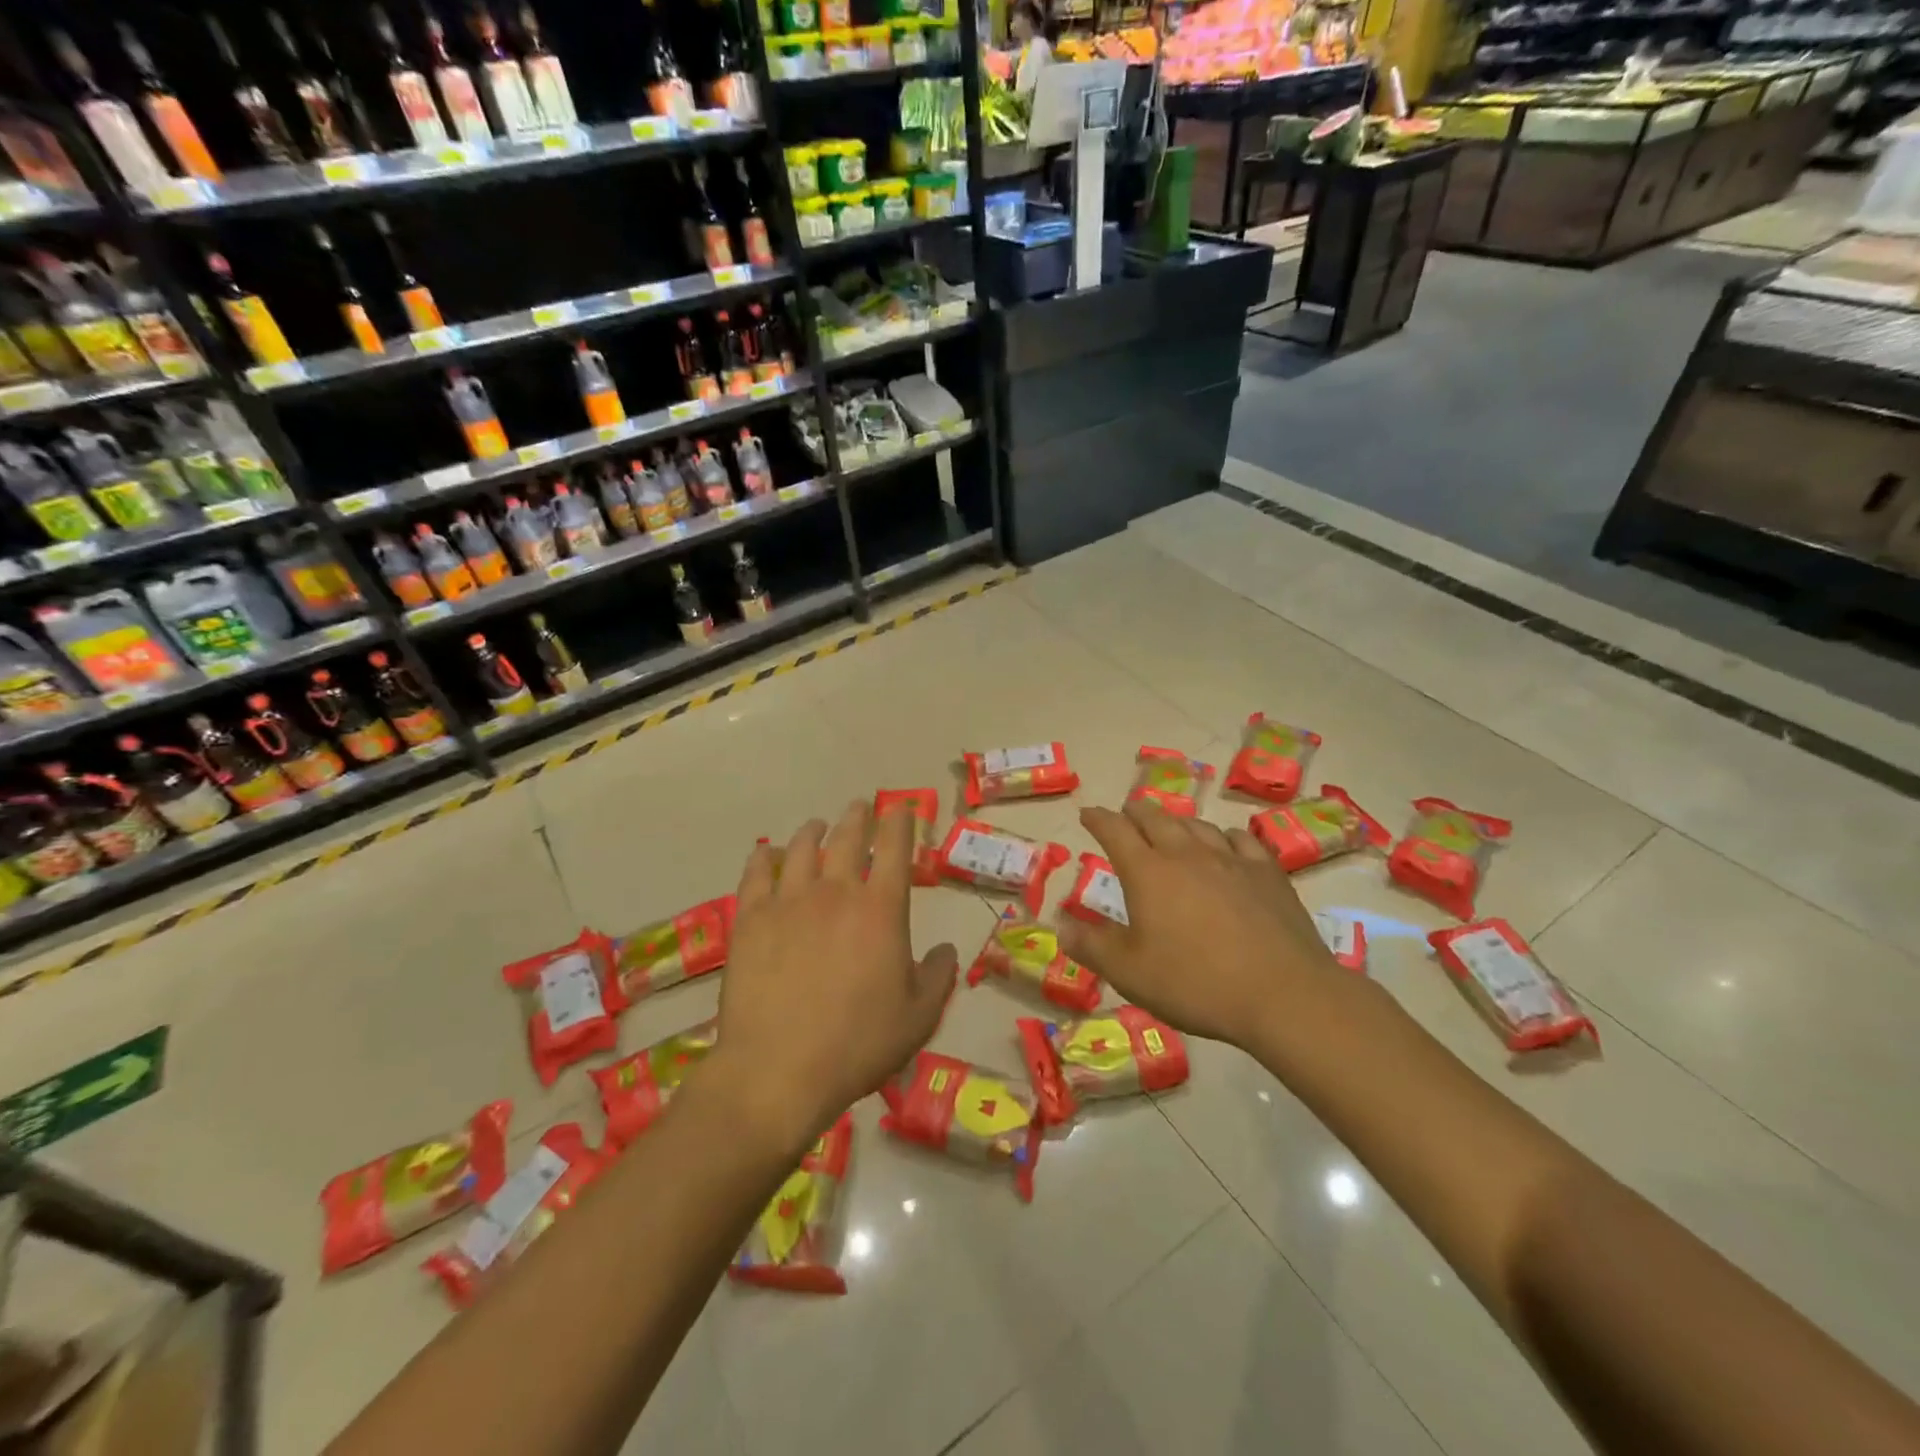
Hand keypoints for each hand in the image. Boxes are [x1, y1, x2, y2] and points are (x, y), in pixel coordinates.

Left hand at [711, 800, 956, 1153]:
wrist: (778, 1070)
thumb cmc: (857, 1044)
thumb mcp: (918, 1018)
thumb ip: (937, 976)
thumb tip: (943, 949)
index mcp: (881, 909)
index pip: (895, 848)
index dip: (900, 822)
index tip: (900, 809)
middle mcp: (835, 892)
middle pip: (846, 837)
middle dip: (857, 816)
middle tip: (860, 807)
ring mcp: (788, 901)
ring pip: (800, 848)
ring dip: (812, 831)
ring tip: (817, 826)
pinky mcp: (750, 919)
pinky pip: (755, 874)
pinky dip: (763, 858)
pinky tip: (765, 853)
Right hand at [1056, 802, 1341, 1050]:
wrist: (1283, 995)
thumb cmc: (1195, 984)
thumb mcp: (1129, 973)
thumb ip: (1091, 946)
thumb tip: (1060, 925)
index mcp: (1148, 872)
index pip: (1114, 831)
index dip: (1098, 819)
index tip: (1088, 814)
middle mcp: (1186, 854)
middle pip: (1155, 818)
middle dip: (1135, 812)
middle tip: (1126, 814)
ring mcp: (1231, 859)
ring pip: (1196, 825)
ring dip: (1176, 821)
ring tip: (1170, 825)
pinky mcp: (1267, 873)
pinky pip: (1239, 839)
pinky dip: (1222, 836)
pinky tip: (1225, 844)